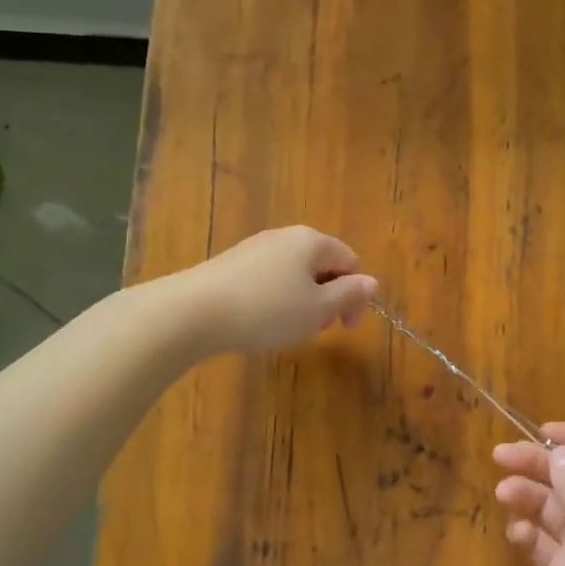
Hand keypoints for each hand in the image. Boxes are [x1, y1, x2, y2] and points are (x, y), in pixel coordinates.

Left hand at [178, 226, 377, 354]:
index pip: (350, 261)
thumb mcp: (317, 309)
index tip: (346, 328)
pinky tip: (261, 320)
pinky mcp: (232, 263)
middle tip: (318, 329)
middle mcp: (285, 236)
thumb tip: (371, 282)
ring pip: (295, 272)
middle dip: (329, 297)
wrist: (193, 312)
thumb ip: (348, 294)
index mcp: (312, 241)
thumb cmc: (266, 310)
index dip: (356, 295)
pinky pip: (269, 277)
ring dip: (303, 299)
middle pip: (322, 264)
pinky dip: (276, 298)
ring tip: (289, 328)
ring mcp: (256, 247)